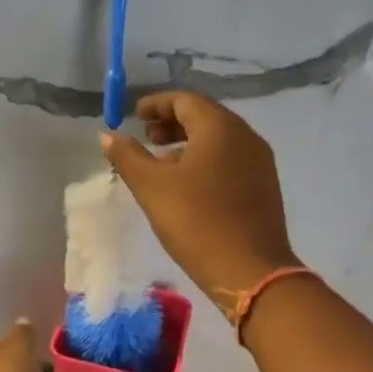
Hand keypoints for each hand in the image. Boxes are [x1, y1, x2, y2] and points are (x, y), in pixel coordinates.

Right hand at [100, 91, 298, 308]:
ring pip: (219, 140)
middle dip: (172, 123)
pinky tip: (189, 185)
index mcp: (220, 127)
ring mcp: (260, 162)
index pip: (185, 100)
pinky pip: (231, 160)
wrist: (249, 271)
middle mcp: (245, 136)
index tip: (134, 116)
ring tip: (162, 163)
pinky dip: (206, 161)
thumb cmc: (196, 221)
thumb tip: (108, 135)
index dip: (156, 104)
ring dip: (189, 143)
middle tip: (146, 137)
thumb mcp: (152, 187)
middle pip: (205, 116)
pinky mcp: (264, 187)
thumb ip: (128, 156)